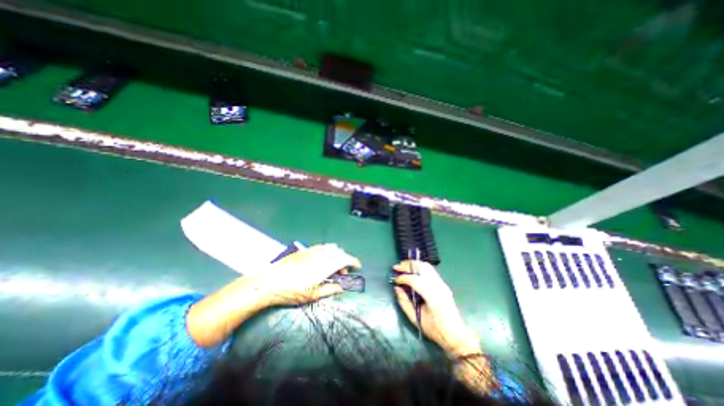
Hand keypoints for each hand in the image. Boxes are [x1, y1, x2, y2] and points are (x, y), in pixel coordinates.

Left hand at [254, 243, 361, 305]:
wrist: (269, 281)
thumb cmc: (292, 291)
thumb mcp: (312, 295)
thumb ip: (330, 290)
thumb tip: (341, 287)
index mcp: (325, 266)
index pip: (345, 259)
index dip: (354, 261)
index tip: (357, 266)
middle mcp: (321, 255)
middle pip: (339, 252)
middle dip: (344, 260)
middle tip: (340, 273)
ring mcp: (312, 251)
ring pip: (330, 247)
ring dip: (336, 254)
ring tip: (331, 267)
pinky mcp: (304, 250)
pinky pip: (321, 247)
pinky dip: (326, 251)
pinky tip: (321, 261)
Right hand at [396, 261, 478, 355]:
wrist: (455, 334)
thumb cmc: (435, 329)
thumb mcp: (416, 319)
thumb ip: (404, 302)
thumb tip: (397, 288)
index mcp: (433, 296)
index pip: (415, 280)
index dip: (403, 278)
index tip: (395, 281)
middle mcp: (438, 286)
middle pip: (422, 268)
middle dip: (408, 265)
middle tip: (396, 267)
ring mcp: (442, 283)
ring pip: (427, 266)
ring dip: (414, 264)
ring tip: (403, 265)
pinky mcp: (442, 283)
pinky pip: (430, 270)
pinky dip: (419, 267)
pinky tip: (412, 270)